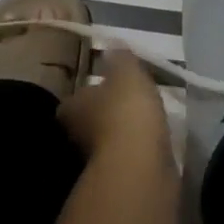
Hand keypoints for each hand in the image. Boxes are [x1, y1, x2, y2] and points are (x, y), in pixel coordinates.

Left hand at [58, 47, 173, 173]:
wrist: (140, 167)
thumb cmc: (126, 111)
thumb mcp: (126, 72)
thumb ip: (120, 58)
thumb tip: (111, 44)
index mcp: (71, 108)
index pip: (73, 99)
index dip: (88, 92)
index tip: (106, 85)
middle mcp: (76, 137)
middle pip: (88, 121)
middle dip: (106, 113)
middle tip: (128, 102)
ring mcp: (95, 163)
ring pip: (108, 141)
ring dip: (122, 133)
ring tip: (145, 120)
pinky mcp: (118, 180)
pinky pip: (127, 158)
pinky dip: (136, 150)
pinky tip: (152, 142)